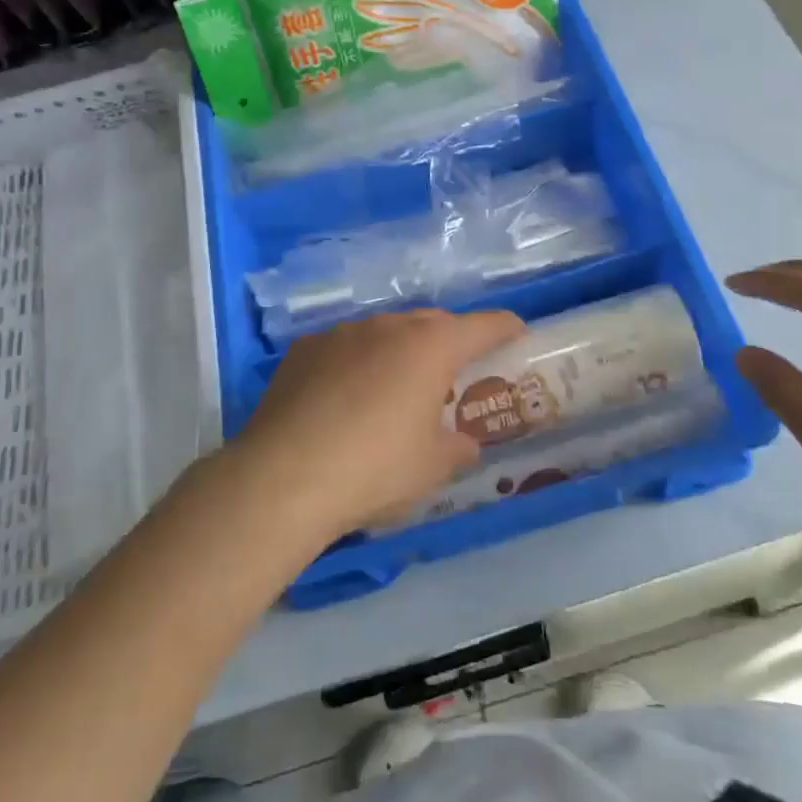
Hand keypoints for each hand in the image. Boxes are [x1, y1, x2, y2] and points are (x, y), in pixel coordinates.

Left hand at [215, 308, 524, 541]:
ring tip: (394, 389)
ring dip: (399, 352)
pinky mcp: (303, 350)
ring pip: (385, 332)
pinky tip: (344, 399)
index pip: (483, 325)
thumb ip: (458, 448)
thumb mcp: (432, 468)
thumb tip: (463, 443)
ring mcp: (341, 334)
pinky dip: (356, 364)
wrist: (284, 478)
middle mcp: (388, 327)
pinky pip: (344, 348)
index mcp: (430, 347)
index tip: (517, 334)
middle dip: (449, 342)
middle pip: (432, 323)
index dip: (506, 328)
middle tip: (453, 374)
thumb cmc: (375, 469)